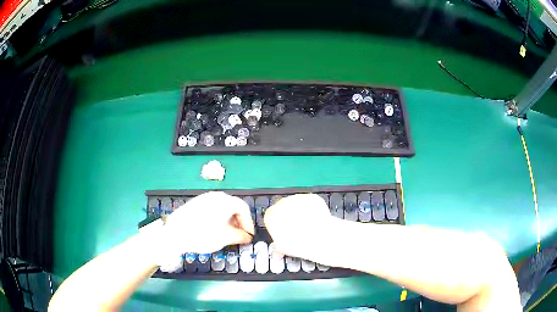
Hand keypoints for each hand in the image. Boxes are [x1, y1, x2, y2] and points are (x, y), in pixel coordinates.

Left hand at [163, 191, 254, 253]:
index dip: (248, 223)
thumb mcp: (224, 238)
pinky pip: (213, 208)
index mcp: (225, 201)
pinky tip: (215, 229)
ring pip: (223, 207)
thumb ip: (240, 236)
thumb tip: (247, 237)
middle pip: (234, 206)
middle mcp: (216, 196)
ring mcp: (204, 198)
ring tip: (228, 234)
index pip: (243, 208)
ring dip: (229, 220)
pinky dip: (219, 217)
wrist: (174, 233)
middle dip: (239, 221)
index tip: (249, 235)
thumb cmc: (202, 235)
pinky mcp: (196, 203)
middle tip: (240, 235)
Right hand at [264, 194, 335, 261]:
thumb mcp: (282, 249)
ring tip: (309, 226)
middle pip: (284, 209)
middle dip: (290, 217)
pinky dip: (314, 209)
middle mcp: (282, 203)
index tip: (285, 232)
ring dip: (302, 212)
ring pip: (298, 205)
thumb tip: (277, 253)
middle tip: (298, 229)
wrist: (318, 238)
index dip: (279, 225)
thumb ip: (277, 248)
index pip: (271, 218)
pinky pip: (311, 203)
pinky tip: (317, 220)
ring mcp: (297, 198)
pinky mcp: (312, 197)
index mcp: (271, 215)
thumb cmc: (297, 244)